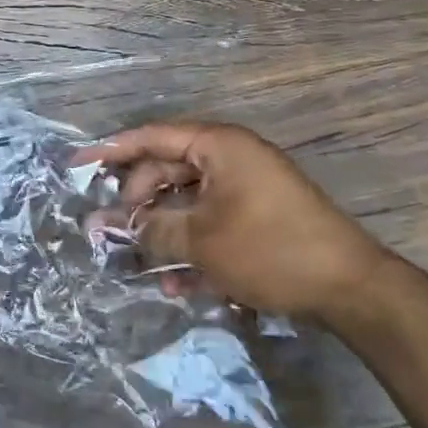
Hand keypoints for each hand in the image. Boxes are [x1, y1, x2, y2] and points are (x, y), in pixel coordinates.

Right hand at [77, 120, 392, 325]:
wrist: (351, 289)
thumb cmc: (269, 248)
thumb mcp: (200, 240)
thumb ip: (148, 228)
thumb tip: (104, 225)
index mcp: (218, 146)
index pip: (152, 137)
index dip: (111, 151)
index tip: (77, 166)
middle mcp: (231, 159)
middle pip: (167, 172)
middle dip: (137, 204)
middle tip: (110, 231)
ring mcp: (247, 190)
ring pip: (187, 204)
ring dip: (163, 234)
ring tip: (139, 264)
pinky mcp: (258, 220)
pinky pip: (212, 225)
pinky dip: (193, 249)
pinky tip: (178, 285)